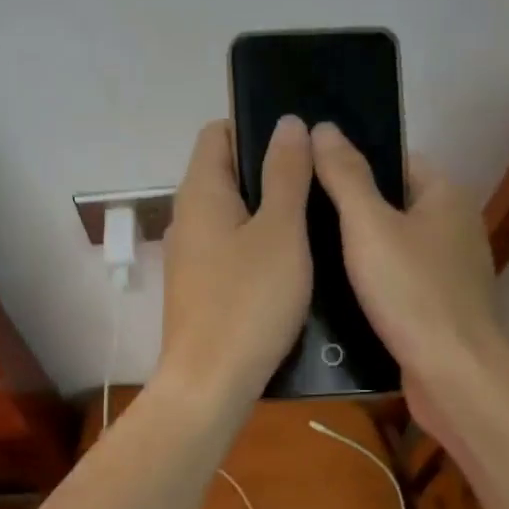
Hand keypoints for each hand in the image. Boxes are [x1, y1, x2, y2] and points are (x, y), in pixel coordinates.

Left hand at [158, 117, 312, 406]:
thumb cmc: (248, 302)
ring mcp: (191, 258)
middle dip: (271, 172)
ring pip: (233, 217)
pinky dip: (259, 248)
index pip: (218, 133)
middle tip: (320, 184)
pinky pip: (232, 252)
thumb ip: (286, 175)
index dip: (257, 128)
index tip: (301, 144)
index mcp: (200, 193)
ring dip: (269, 214)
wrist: (210, 384)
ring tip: (317, 223)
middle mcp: (187, 219)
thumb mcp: (281, 232)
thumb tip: (287, 123)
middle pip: (226, 174)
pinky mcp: (201, 291)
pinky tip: (293, 266)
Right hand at [310, 122, 508, 435]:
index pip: (397, 161)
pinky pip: (399, 284)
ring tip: (308, 256)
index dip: (355, 165)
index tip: (312, 178)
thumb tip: (323, 128)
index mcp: (446, 196)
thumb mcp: (369, 226)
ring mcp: (450, 272)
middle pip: (393, 206)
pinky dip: (372, 287)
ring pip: (394, 249)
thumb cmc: (411, 291)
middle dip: (350, 213)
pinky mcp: (440, 309)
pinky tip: (336, 297)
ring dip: (358, 254)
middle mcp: (455, 228)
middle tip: (300, 220)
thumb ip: (345, 176)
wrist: (452, 373)